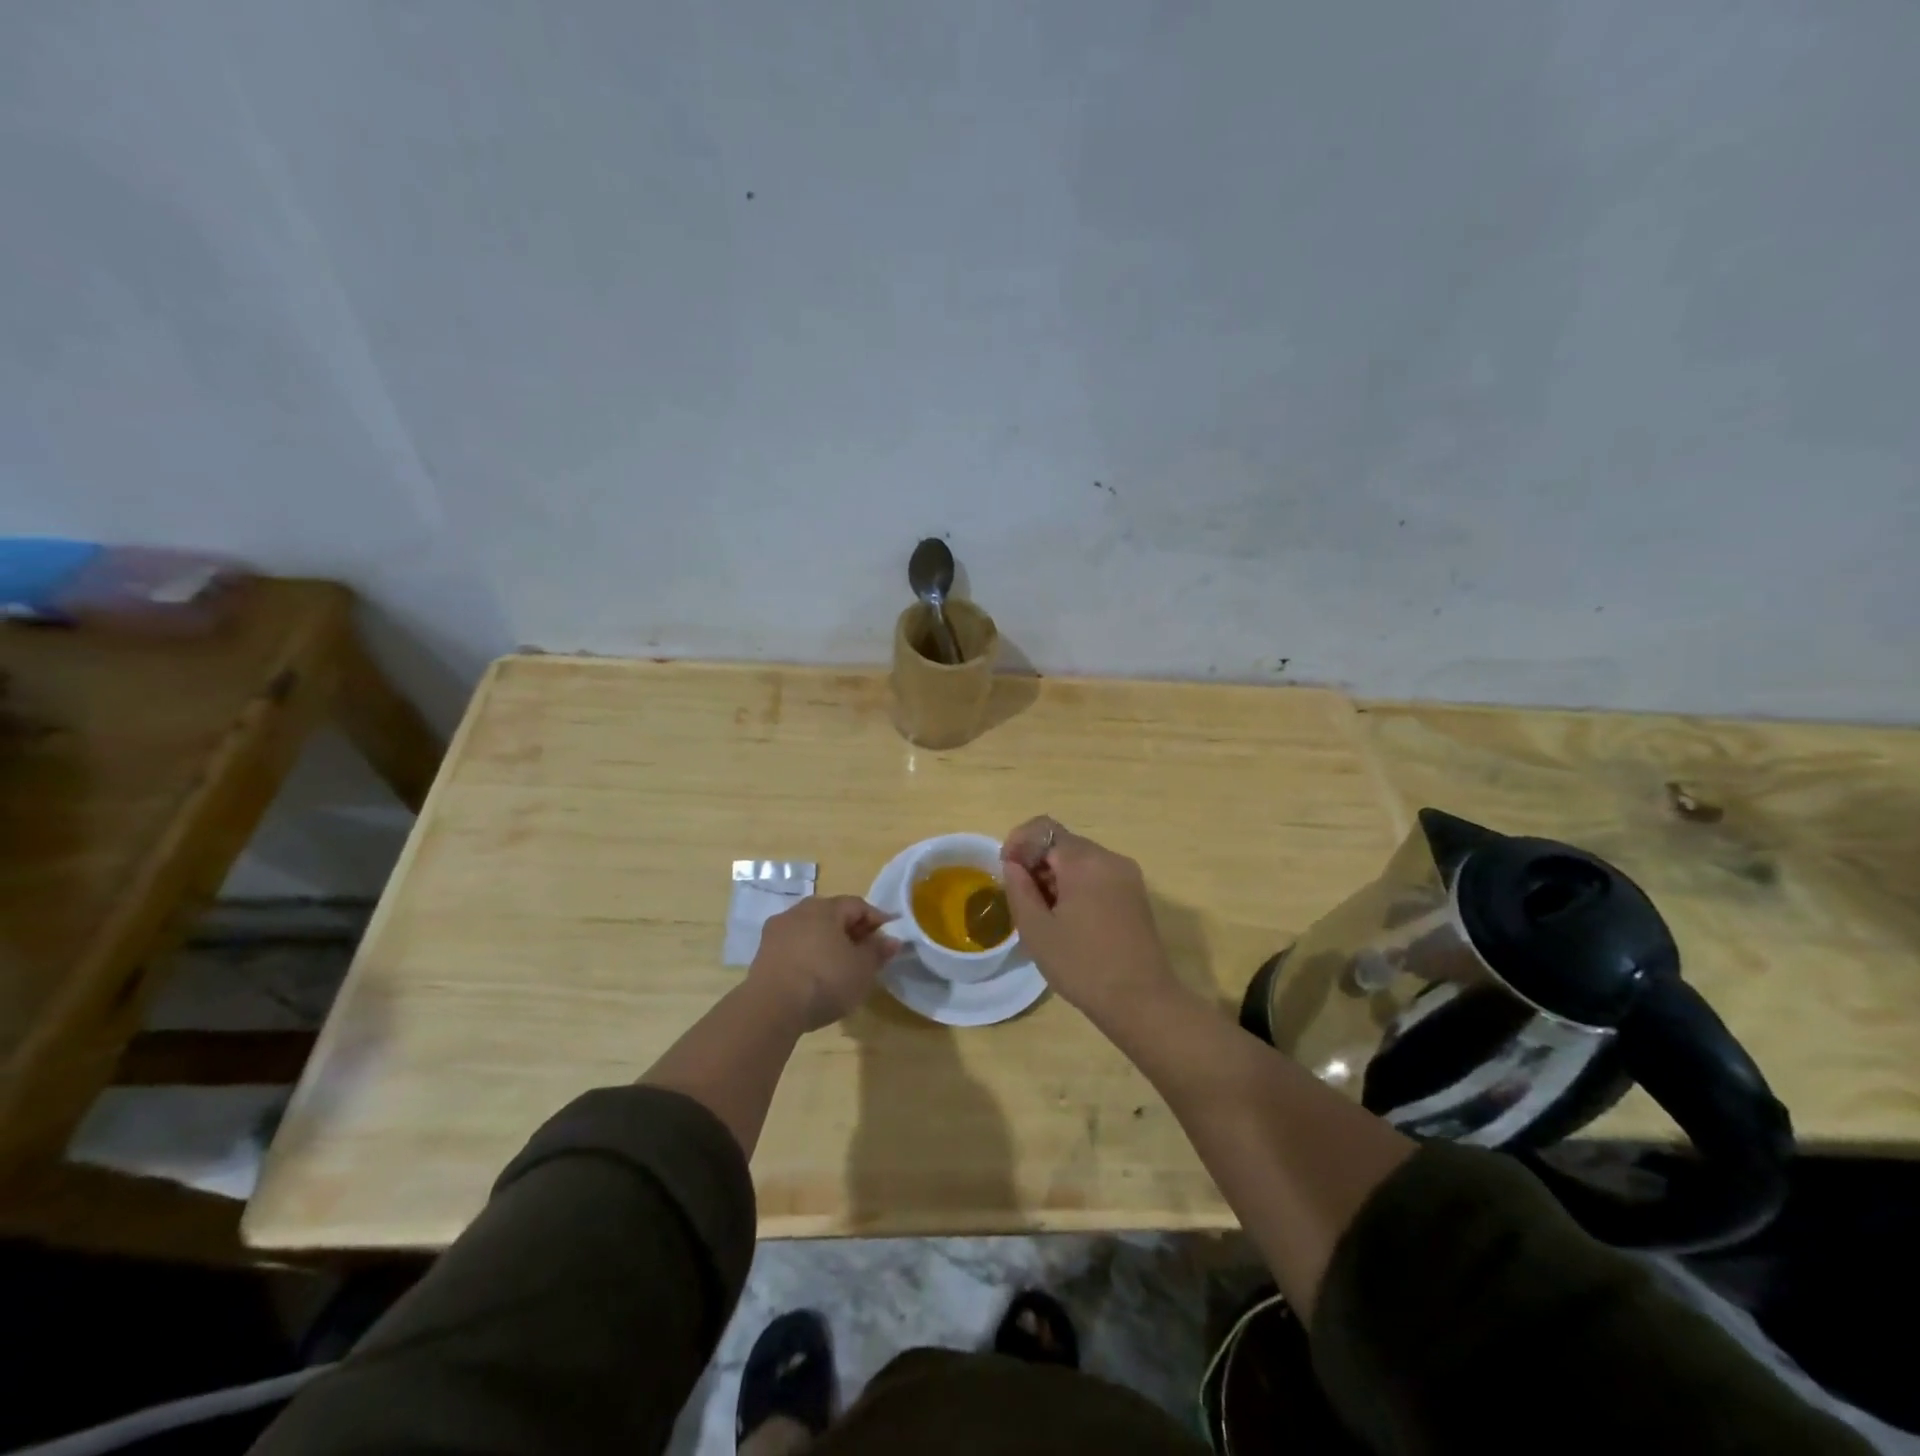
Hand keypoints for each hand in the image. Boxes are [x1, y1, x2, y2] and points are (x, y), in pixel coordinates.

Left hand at [748, 895, 900, 1032]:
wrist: (771, 1008)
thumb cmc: (825, 980)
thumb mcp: (862, 968)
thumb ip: (878, 950)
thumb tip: (892, 939)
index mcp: (825, 907)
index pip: (858, 905)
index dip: (877, 920)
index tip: (888, 939)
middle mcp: (798, 911)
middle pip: (832, 915)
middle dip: (851, 931)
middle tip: (866, 953)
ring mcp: (777, 931)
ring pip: (811, 930)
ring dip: (828, 943)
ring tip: (840, 967)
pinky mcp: (762, 954)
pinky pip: (794, 947)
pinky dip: (809, 955)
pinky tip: (816, 976)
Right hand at [1000, 816, 1180, 1020]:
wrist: (1141, 1001)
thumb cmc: (1082, 965)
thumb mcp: (1037, 930)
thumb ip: (1019, 889)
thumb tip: (1014, 865)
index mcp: (1084, 861)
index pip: (1043, 828)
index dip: (1018, 843)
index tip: (1006, 871)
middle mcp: (1109, 858)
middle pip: (1063, 843)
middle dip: (1037, 861)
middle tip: (1023, 898)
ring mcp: (1127, 875)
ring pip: (1081, 860)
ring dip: (1056, 875)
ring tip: (1044, 912)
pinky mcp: (1135, 894)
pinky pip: (1098, 875)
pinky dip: (1077, 885)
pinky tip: (1070, 918)